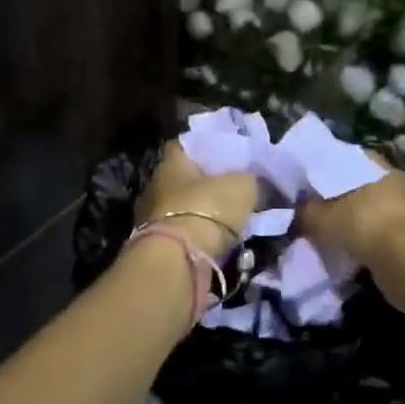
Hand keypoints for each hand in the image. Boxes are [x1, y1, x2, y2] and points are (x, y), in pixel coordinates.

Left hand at [135, 141, 258, 257]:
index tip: (226, 155)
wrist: (179, 259)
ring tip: (228, 220)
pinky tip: (216, 242)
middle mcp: (155, 185)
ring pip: (181, 208)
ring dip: (200, 213)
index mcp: (171, 162)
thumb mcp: (242, 187)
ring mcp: (150, 217)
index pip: (185, 145)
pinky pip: (180, 234)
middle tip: (231, 190)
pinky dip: (196, 237)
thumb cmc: (207, 208)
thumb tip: (254, 182)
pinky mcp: (155, 245)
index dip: (206, 147)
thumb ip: (249, 179)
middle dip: (204, 185)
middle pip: (183, 179)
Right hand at [297, 152, 404, 310]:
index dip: (322, 169)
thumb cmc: (365, 226)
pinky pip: (373, 232)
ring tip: (321, 229)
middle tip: (308, 207)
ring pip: (364, 211)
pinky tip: (339, 246)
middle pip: (355, 186)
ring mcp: (402, 210)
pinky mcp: (404, 236)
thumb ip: (305, 212)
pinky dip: (358, 239)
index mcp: (377, 166)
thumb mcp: (324, 218)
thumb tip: (292, 212)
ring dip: (347, 221)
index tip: (303, 181)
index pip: (344, 159)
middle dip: (333, 198)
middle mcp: (392, 183)